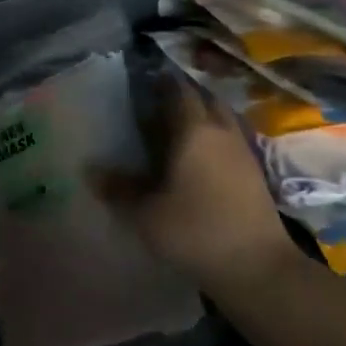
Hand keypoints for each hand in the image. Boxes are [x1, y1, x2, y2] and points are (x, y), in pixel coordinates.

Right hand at [95, 78, 303, 300]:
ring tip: (178, 127)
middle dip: (184, 95)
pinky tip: (200, 157)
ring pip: (222, 118)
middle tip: (159, 102)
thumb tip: (89, 170)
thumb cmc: (195, 231)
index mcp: (193, 130)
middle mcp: (221, 131)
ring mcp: (243, 151)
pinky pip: (231, 140)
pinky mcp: (255, 173)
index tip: (145, 78)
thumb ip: (118, 189)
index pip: (178, 91)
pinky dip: (215, 138)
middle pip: (205, 99)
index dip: (162, 81)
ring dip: (203, 115)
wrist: (257, 267)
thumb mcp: (146, 214)